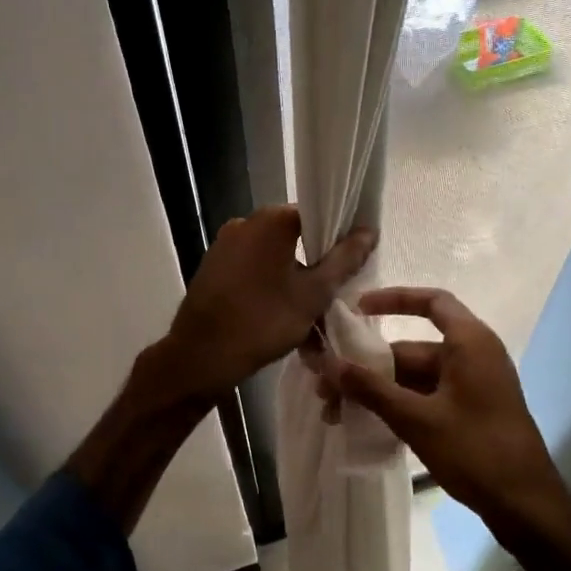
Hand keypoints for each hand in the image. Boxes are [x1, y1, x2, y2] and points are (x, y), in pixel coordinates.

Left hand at [161, 206, 377, 403]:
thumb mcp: (314, 293)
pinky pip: (251, 269)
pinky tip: (278, 315)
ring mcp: (223, 244)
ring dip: (292, 280)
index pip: (317, 215)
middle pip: (294, 236)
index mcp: (271, 220)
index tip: (349, 267)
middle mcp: (244, 222)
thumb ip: (344, 260)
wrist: (201, 355)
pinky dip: (268, 286)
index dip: (338, 239)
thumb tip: (369, 231)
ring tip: (307, 315)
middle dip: (314, 264)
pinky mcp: (212, 267)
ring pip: (272, 257)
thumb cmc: (264, 320)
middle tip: (330, 296)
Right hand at [305, 287, 570, 548]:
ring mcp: (472, 387)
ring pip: (414, 378)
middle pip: (412, 349)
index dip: (394, 299)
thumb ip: (370, 388)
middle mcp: (472, 357)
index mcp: (469, 343)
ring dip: (377, 391)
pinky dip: (397, 405)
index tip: (357, 310)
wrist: (526, 506)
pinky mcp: (470, 413)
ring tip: (336, 412)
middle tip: (327, 386)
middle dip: (368, 366)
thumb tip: (327, 364)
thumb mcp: (416, 418)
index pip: (432, 302)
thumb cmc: (475, 450)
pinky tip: (365, 424)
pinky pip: (426, 397)